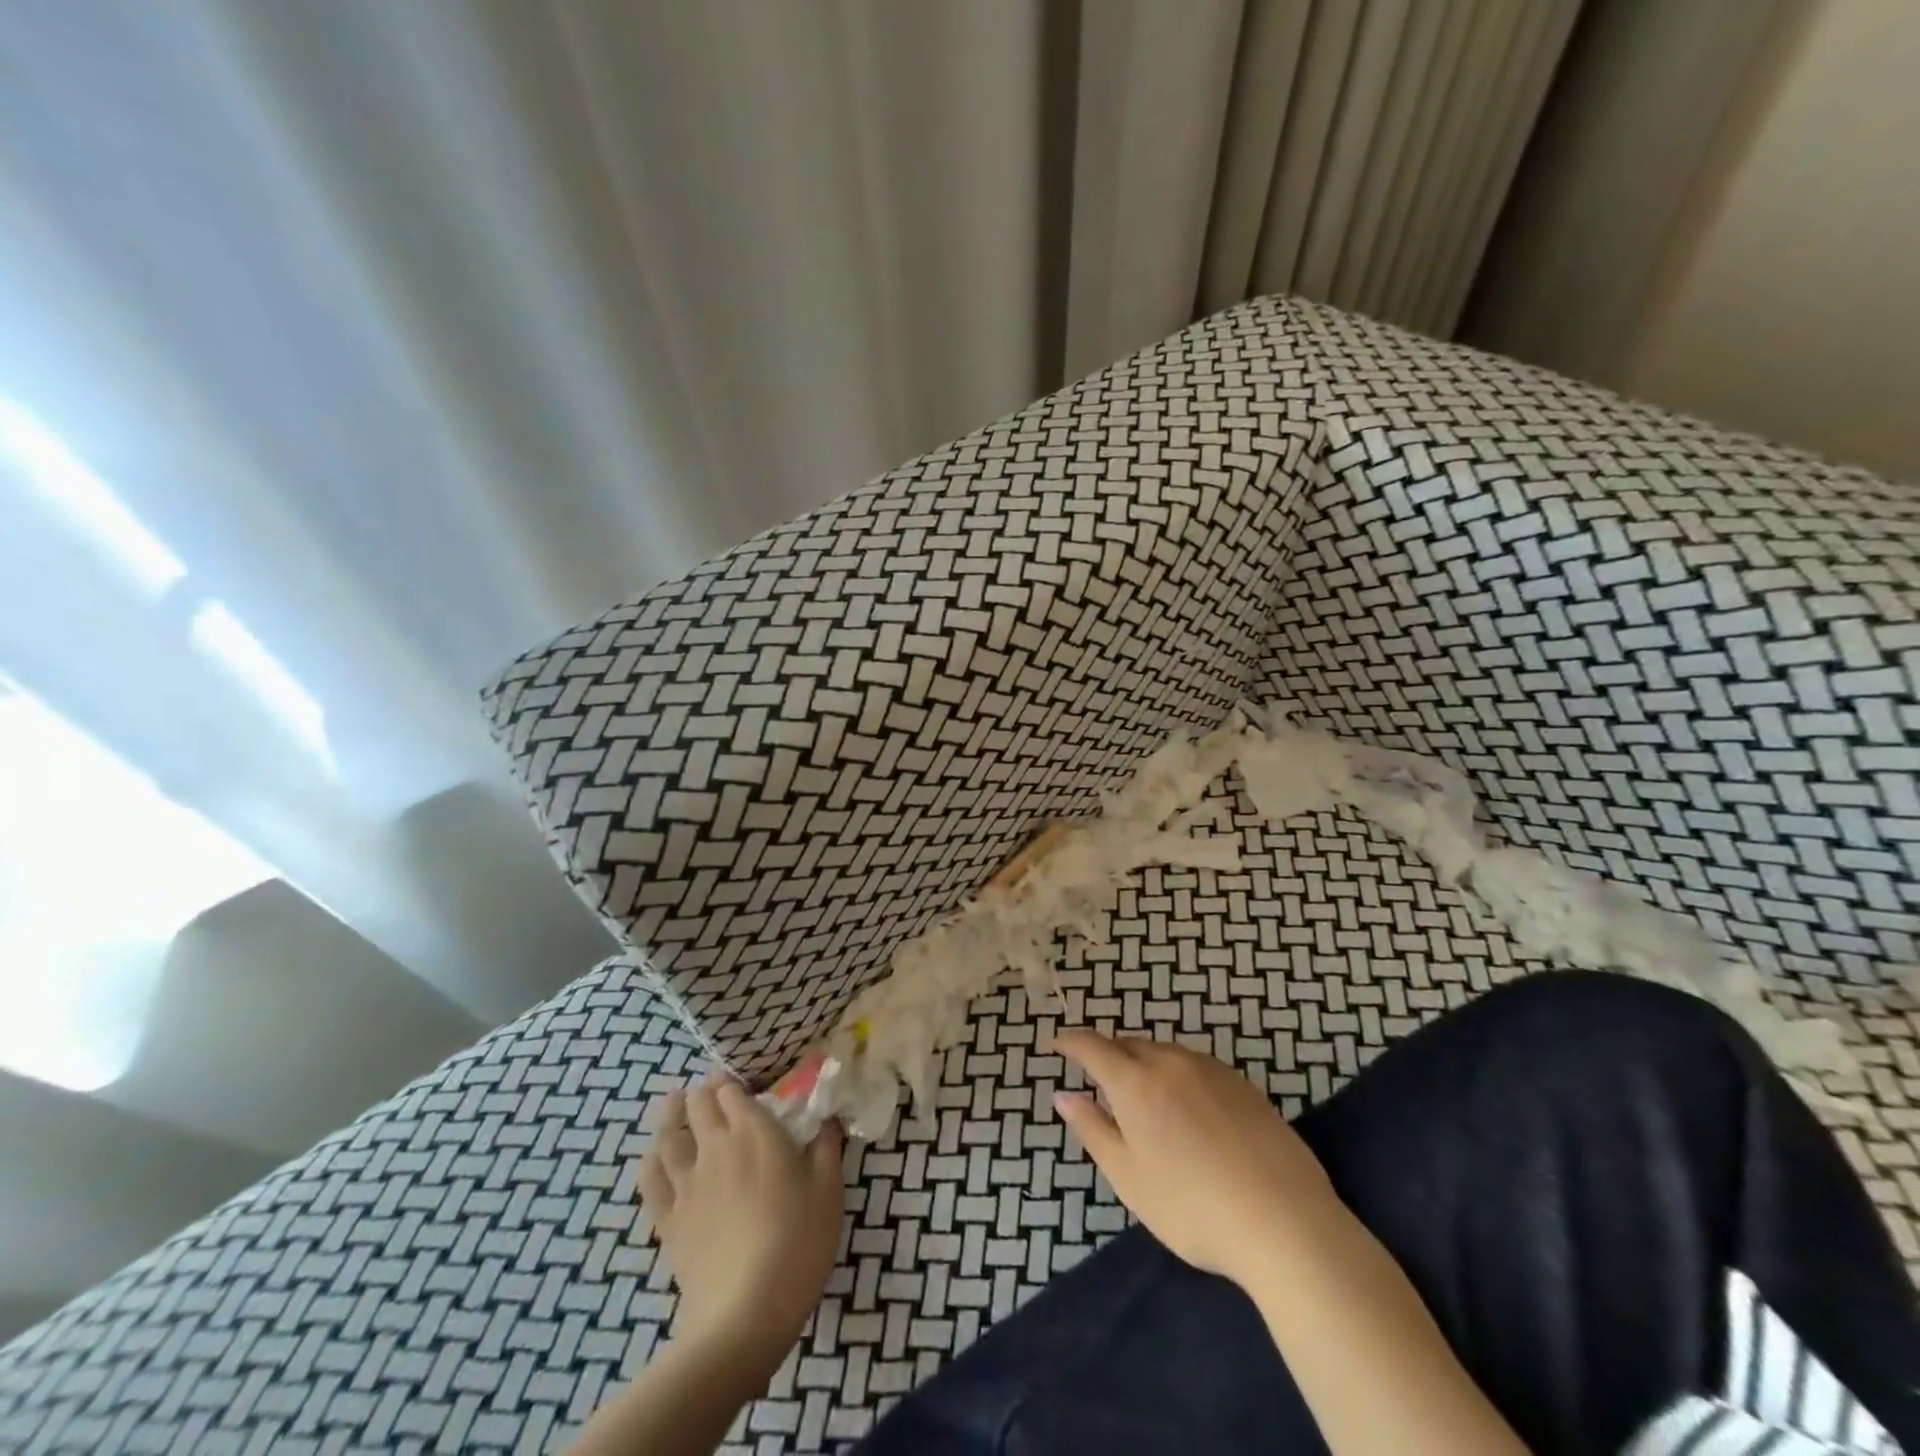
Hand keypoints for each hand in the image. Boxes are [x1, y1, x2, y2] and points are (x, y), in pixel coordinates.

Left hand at [638, 1076, 844, 1370]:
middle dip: (703, 1093)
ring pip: (668, 1134)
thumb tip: (827, 1118)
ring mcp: (686, 1183)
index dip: (732, 1083)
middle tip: (712, 1093)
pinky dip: (652, 1159)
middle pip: (698, 1105)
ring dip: (671, 1114)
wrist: (745, 1313)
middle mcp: (715, 1147)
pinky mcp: (667, 1219)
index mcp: (754, 1132)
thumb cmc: (798, 1242)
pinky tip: (656, 1155)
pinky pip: (650, 1178)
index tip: (741, 1086)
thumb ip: (826, 1146)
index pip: (732, 1091)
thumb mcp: (828, 1189)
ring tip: (675, 1104)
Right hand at [1051, 1030, 1341, 1288]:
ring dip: (1143, 1061)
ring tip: (1140, 1091)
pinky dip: (1176, 1073)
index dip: (1070, 1042)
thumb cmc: (1192, 1206)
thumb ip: (1092, 1129)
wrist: (1285, 1222)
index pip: (1093, 1047)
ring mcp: (1211, 1069)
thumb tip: (1062, 1095)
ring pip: (1164, 1051)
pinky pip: (1195, 1064)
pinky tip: (1186, 1104)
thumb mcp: (1129, 1177)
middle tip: (1096, 1075)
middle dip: (1107, 1053)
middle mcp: (1171, 1061)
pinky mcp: (1243, 1085)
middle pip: (1129, 1044)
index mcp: (1136, 1081)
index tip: (1055, 1043)